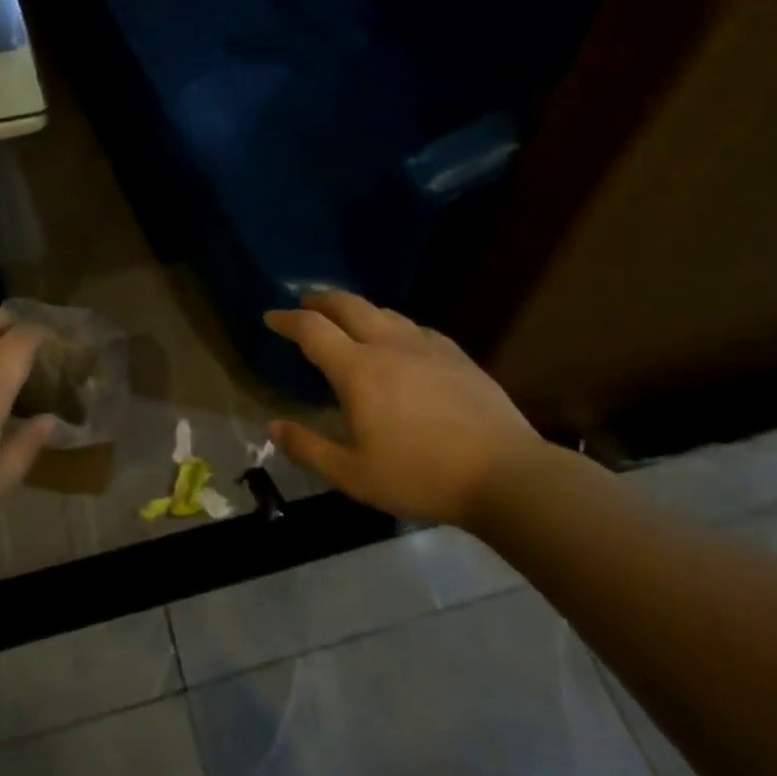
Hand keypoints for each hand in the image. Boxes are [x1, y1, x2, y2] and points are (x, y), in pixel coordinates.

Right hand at [264, 292, 543, 524]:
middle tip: (305, 304)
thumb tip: (274, 427)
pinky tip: (399, 341)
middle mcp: (389, 345)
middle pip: (348, 305)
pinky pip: (414, 327)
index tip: (270, 316)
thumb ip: (309, 449)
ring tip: (347, 320)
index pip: (312, 329)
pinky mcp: (456, 354)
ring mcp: (427, 346)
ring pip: (384, 312)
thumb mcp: (354, 475)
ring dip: (357, 309)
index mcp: (358, 370)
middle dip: (321, 300)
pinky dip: (393, 325)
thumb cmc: (421, 476)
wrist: (506, 474)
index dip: (286, 319)